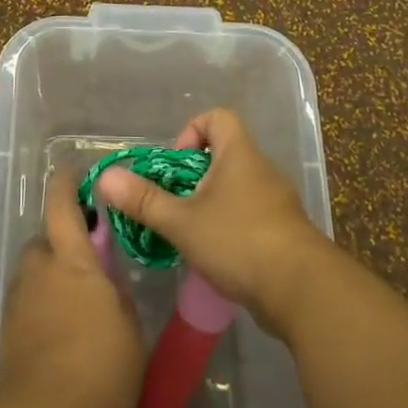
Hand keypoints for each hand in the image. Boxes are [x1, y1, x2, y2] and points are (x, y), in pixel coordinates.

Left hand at [0, 170, 144, 407]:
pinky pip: (26, 306)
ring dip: (48, 279)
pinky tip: (59, 335)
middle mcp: (40, 272)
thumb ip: (117, 297)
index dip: (65, 186)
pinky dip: (40, 310)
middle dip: (58, 245)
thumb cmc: (98, 367)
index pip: (63, 208)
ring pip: (33, 276)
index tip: (70, 172)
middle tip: (82, 263)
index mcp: (73, 261)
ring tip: (74, 306)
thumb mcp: (129, 329)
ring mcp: (19, 303)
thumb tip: (107, 284)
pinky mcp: (7, 334)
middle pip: (42, 242)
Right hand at [96, 108, 336, 338]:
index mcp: (239, 154)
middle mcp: (261, 169)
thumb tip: (106, 177)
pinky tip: (215, 254)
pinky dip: (230, 226)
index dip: (191, 131)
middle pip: (224, 154)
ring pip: (236, 187)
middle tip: (173, 203)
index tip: (174, 165)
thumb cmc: (238, 241)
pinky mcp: (284, 231)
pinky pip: (250, 214)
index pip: (217, 117)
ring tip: (189, 231)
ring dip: (210, 203)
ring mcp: (277, 201)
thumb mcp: (182, 221)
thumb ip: (144, 200)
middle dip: (193, 176)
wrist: (302, 290)